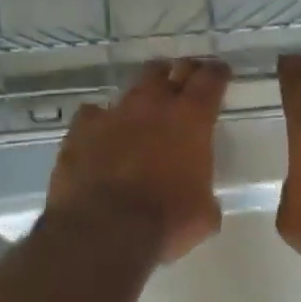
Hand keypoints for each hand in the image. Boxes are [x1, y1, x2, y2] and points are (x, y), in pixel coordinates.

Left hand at [46, 58, 230, 263]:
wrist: (104, 230)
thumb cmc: (166, 221)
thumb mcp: (204, 215)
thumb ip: (205, 194)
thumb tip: (201, 199)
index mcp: (192, 119)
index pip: (210, 80)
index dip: (217, 74)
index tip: (220, 73)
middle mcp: (153, 105)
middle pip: (169, 71)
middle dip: (179, 73)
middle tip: (185, 81)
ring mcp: (113, 113)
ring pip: (132, 88)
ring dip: (142, 96)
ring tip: (144, 108)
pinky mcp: (80, 129)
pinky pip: (93, 115)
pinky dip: (101, 122)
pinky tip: (102, 135)